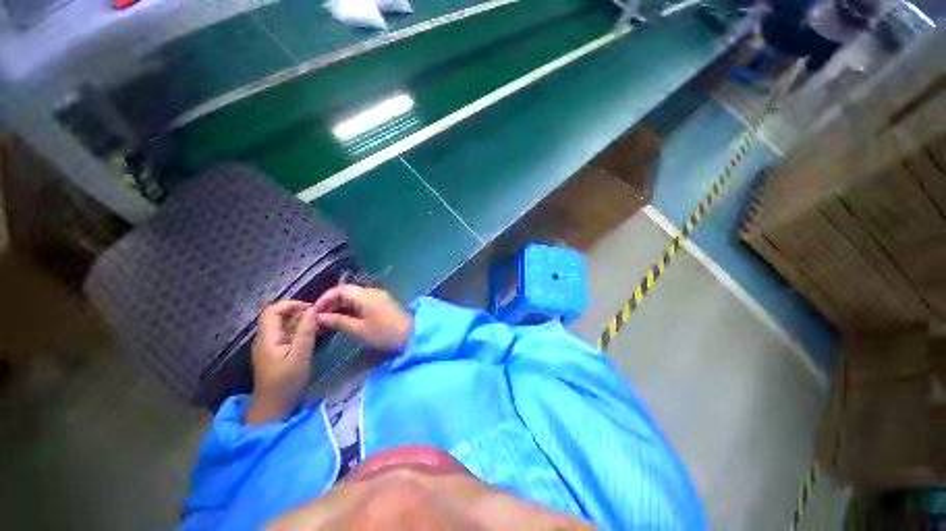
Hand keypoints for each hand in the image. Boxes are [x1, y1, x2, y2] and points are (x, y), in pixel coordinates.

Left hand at [245, 300, 317, 425]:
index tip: (310, 308)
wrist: (273, 408)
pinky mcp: (275, 352)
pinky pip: (285, 334)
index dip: (290, 304)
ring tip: (318, 323)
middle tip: (318, 315)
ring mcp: (269, 346)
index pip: (272, 310)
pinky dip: (298, 330)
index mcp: (267, 338)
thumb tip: (313, 309)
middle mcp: (265, 339)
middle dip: (297, 311)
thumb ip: (306, 332)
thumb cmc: (287, 383)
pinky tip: (312, 334)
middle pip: (277, 316)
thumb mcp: (300, 356)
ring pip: (282, 324)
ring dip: (299, 320)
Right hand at [312, 285, 412, 351]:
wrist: (412, 335)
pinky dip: (351, 309)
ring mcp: (379, 297)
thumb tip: (320, 317)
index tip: (314, 311)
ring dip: (341, 306)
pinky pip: (363, 302)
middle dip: (332, 303)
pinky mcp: (382, 303)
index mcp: (366, 296)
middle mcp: (372, 292)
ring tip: (328, 321)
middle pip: (347, 292)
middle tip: (319, 318)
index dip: (325, 298)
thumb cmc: (384, 333)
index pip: (340, 289)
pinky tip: (344, 319)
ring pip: (354, 297)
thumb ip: (339, 321)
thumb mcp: (359, 329)